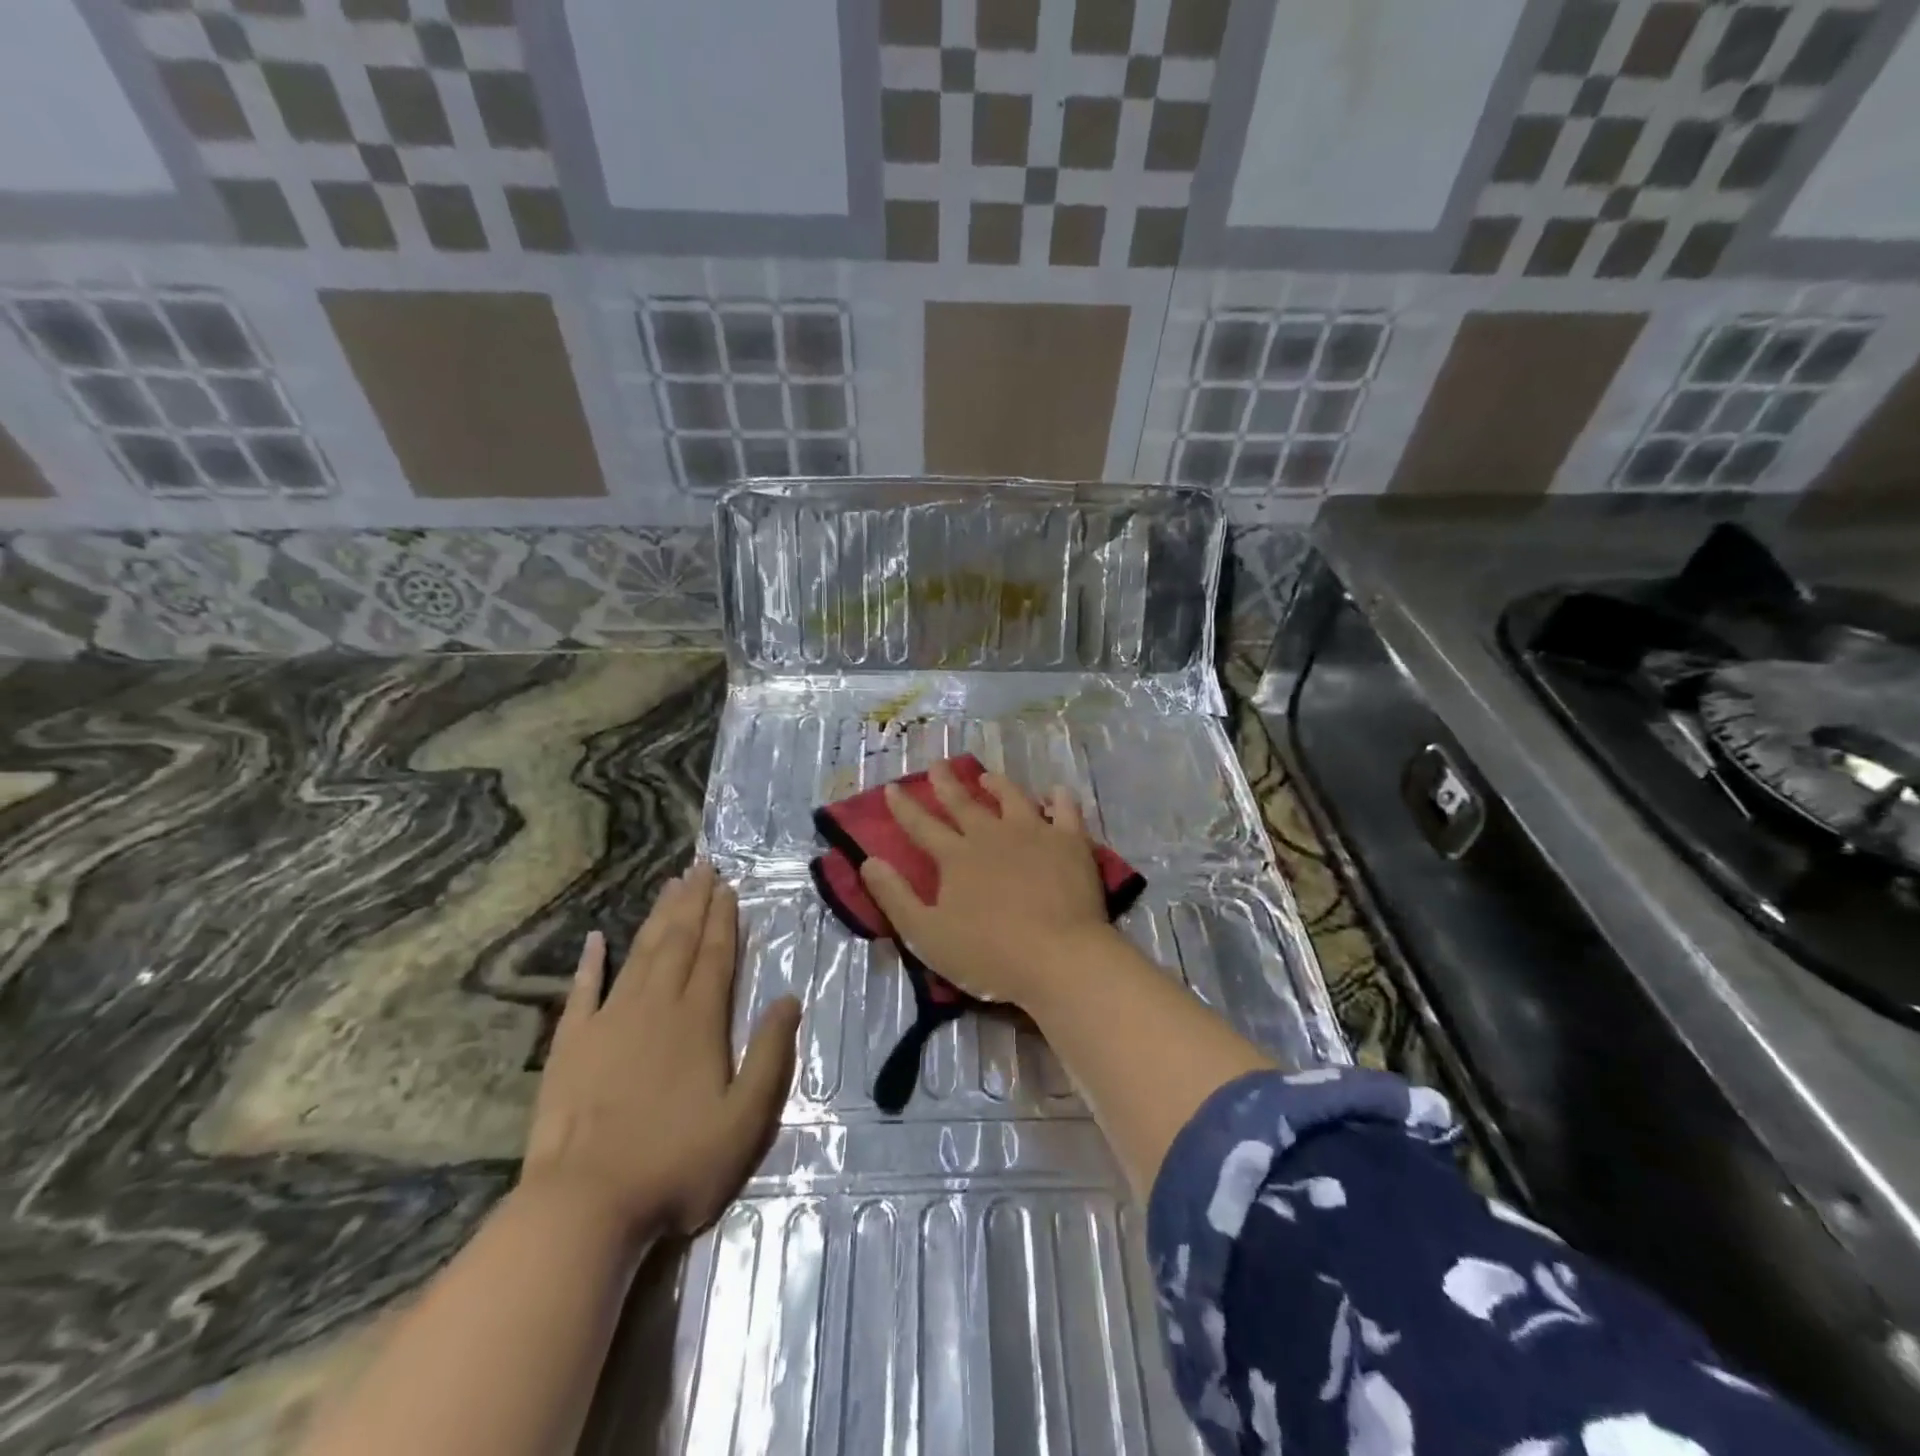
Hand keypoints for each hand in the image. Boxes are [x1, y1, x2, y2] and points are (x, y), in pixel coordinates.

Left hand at [522, 862, 800, 1240]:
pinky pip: (582, 992)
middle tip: (701, 867)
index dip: (724, 918)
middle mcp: (655, 1006)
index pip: (716, 955)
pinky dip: (589, 963)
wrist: (582, 1207)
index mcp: (699, 1020)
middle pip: (678, 942)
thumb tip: (789, 998)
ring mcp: (609, 1022)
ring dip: (656, 918)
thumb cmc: (676, 1164)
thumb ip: (771, 1054)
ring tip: (669, 886)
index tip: (728, 886)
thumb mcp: (746, 1119)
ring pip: (638, 954)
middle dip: (693, 902)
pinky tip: (594, 940)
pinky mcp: (571, 1046)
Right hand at [857, 762, 1115, 1008]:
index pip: (922, 825)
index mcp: (956, 857)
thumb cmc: (989, 954)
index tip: (892, 787)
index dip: (904, 807)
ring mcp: (1034, 833)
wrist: (1059, 958)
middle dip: (947, 783)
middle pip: (964, 803)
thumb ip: (895, 897)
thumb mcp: (926, 934)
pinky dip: (1058, 798)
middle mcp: (991, 834)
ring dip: (998, 784)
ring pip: (1012, 798)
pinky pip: (1065, 809)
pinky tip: (1054, 792)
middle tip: (938, 764)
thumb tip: (869, 861)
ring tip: (987, 776)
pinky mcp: (1070, 842)